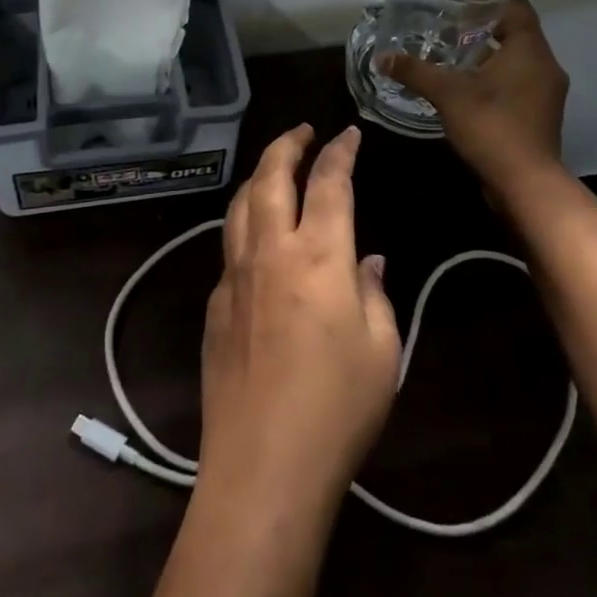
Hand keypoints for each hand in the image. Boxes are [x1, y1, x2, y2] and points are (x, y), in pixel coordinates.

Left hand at [200, 125, 400, 519]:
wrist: (263, 466)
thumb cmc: (338, 408)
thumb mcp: (382, 350)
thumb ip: (375, 294)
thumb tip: (368, 262)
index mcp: (318, 255)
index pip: (329, 182)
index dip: (340, 151)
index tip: (348, 134)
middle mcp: (270, 251)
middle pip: (270, 176)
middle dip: (287, 143)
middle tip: (302, 129)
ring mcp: (234, 276)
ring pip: (239, 205)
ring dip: (258, 176)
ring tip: (274, 168)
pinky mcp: (214, 306)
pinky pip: (229, 247)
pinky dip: (244, 224)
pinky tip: (257, 240)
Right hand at [377, 0, 569, 199]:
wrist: (526, 183)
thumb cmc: (491, 125)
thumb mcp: (447, 93)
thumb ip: (415, 71)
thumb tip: (383, 58)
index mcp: (530, 51)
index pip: (518, 8)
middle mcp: (545, 66)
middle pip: (518, 34)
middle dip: (486, 29)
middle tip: (454, 30)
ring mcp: (547, 94)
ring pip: (519, 61)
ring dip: (490, 55)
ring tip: (456, 59)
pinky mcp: (541, 116)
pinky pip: (519, 84)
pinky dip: (497, 78)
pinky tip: (469, 90)